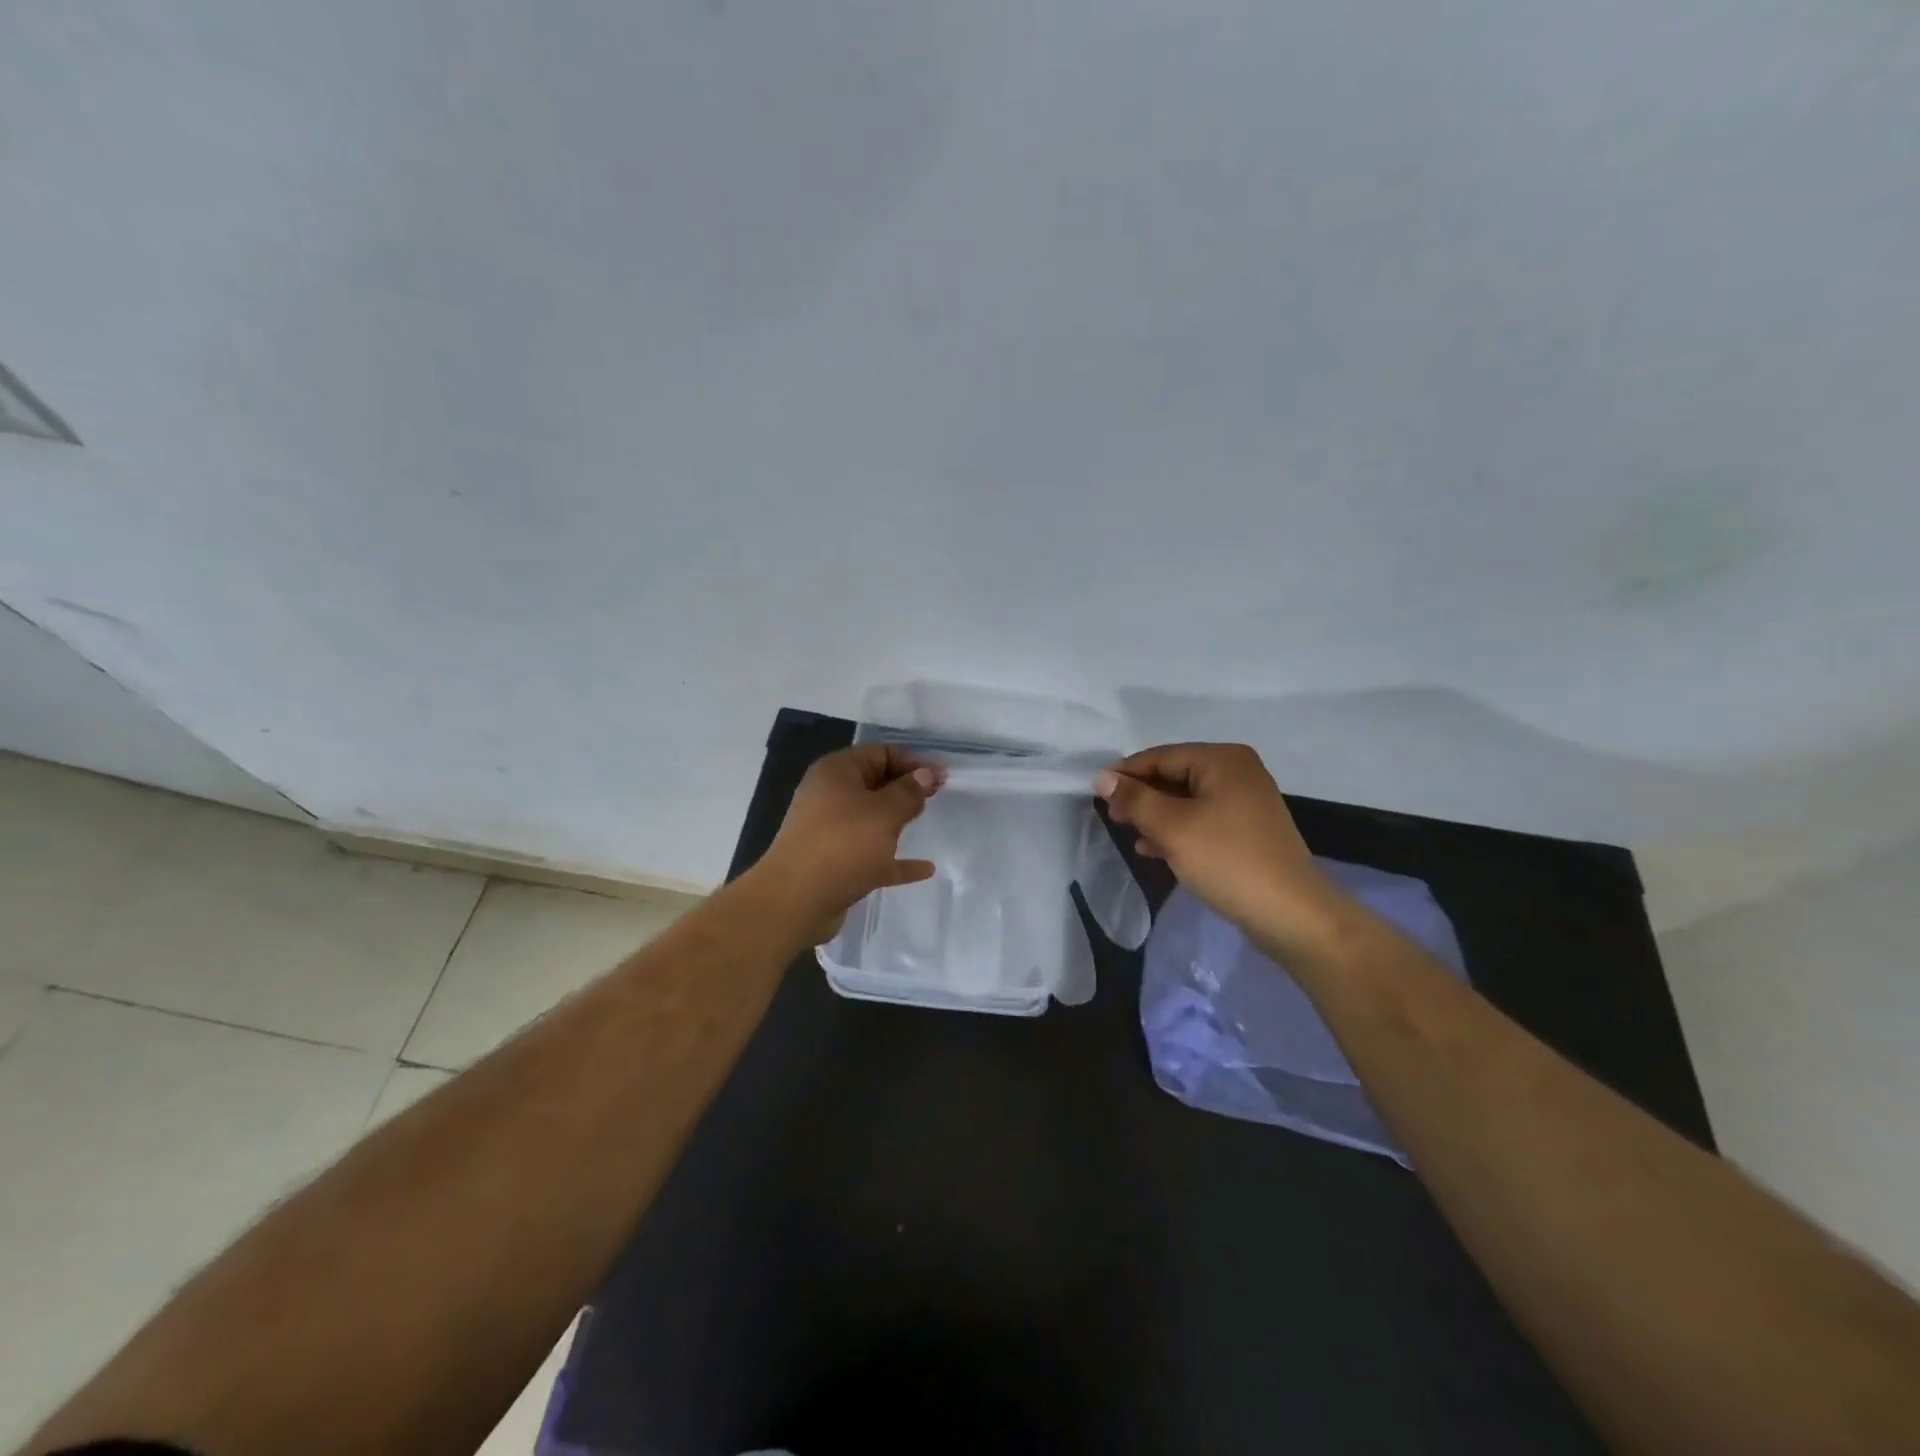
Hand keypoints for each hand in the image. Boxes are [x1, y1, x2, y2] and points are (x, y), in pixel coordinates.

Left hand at [756, 744, 945, 943]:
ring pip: (871, 819)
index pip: (880, 753)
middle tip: (937, 797)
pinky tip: (924, 869)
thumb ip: (909, 792)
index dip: (912, 762)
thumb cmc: (843, 845)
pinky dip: (895, 859)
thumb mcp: (884, 813)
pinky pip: (872, 855)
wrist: (796, 901)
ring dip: (898, 821)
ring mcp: (830, 831)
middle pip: (875, 784)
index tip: (941, 778)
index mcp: (837, 773)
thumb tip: (926, 773)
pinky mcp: (835, 863)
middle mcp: (830, 796)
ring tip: (927, 822)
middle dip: (905, 789)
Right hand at [1096, 743, 1347, 961]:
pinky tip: (1153, 849)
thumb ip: (1135, 799)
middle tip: (1111, 817)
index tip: (1095, 794)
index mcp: (1222, 760)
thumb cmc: (1227, 860)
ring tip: (1129, 833)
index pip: (1161, 756)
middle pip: (1175, 775)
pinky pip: (1202, 819)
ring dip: (1156, 815)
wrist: (1290, 914)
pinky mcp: (1248, 830)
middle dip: (1142, 796)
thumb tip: (1102, 778)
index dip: (1126, 774)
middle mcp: (1237, 772)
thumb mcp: (1172, 827)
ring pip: (1187, 800)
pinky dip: (1177, 830)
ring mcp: (1246, 801)